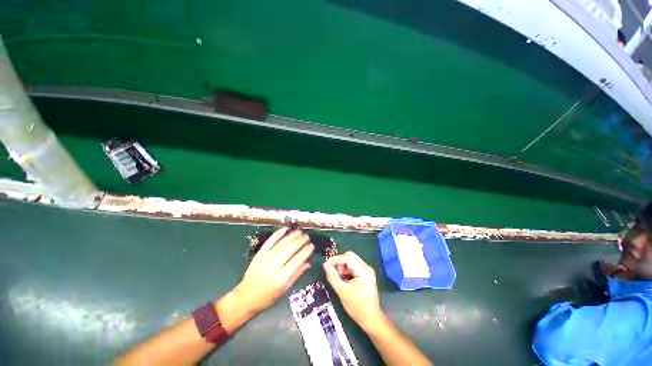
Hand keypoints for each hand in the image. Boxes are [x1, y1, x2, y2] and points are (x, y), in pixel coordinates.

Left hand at [236, 228, 313, 314]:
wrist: (245, 297)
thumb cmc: (267, 297)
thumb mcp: (284, 289)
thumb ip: (297, 274)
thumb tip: (308, 262)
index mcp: (282, 277)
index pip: (297, 260)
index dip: (306, 251)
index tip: (312, 245)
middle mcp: (274, 265)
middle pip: (290, 249)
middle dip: (301, 241)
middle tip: (307, 236)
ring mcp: (266, 258)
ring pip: (282, 243)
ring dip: (292, 235)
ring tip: (300, 232)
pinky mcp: (259, 253)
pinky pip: (270, 241)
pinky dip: (278, 233)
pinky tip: (285, 229)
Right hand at [323, 251, 383, 328]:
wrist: (371, 320)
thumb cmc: (357, 307)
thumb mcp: (342, 291)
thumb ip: (332, 276)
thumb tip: (325, 265)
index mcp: (363, 270)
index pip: (347, 258)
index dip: (335, 260)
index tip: (325, 265)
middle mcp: (366, 267)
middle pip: (349, 257)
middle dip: (339, 262)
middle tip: (331, 271)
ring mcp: (367, 271)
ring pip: (351, 261)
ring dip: (342, 267)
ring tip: (336, 277)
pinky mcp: (366, 275)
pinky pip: (353, 267)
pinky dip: (346, 271)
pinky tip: (342, 279)